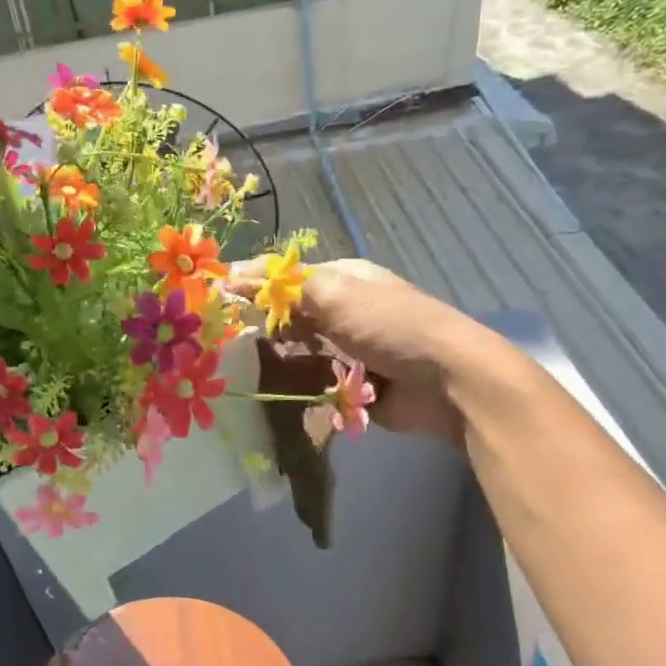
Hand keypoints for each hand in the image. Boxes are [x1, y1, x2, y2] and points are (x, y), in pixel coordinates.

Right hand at [229, 257, 471, 440]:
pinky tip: (281, 392)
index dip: (254, 287)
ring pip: (301, 352)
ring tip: (250, 370)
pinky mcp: (354, 386)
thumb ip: (282, 286)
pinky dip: (302, 388)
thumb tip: (230, 273)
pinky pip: (317, 384)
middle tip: (229, 342)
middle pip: (292, 317)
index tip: (219, 301)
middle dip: (266, 328)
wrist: (446, 381)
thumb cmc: (387, 324)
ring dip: (283, 360)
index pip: (287, 278)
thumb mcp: (333, 292)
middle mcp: (345, 311)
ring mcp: (350, 350)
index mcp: (343, 279)